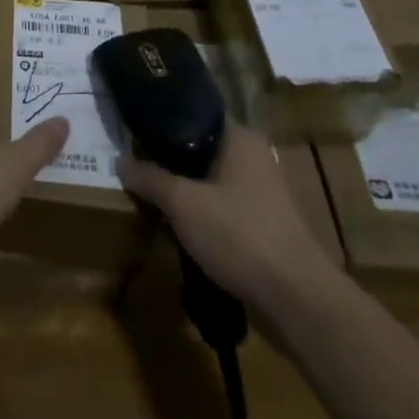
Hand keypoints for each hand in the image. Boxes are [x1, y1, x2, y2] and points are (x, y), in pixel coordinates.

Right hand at [118, 123, 338, 311]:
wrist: (299, 302)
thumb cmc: (240, 235)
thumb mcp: (183, 203)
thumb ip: (150, 178)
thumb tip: (119, 160)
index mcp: (240, 138)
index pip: (194, 115)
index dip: (162, 123)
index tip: (134, 133)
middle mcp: (255, 158)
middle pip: (200, 151)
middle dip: (170, 163)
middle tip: (137, 169)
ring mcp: (263, 195)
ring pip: (211, 183)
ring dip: (185, 193)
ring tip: (152, 200)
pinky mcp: (265, 228)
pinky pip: (223, 210)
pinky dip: (202, 216)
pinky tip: (179, 230)